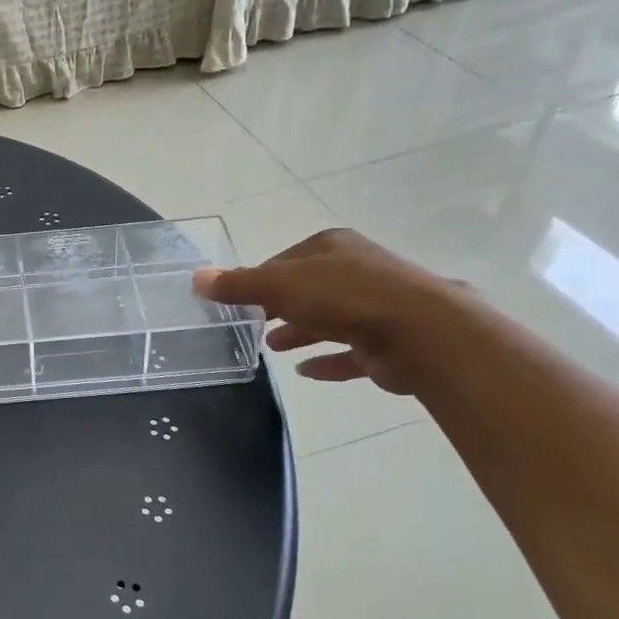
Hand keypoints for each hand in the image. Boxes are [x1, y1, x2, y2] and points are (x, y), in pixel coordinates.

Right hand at [192, 229, 463, 395]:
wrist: (422, 333)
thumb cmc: (344, 297)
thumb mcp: (279, 285)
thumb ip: (238, 284)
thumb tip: (196, 278)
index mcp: (331, 247)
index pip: (284, 260)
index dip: (259, 279)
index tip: (237, 300)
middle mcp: (356, 269)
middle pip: (307, 288)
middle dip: (279, 306)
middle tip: (251, 325)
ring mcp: (377, 306)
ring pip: (328, 319)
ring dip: (300, 332)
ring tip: (271, 348)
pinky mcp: (389, 343)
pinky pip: (350, 353)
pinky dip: (328, 360)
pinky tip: (306, 372)